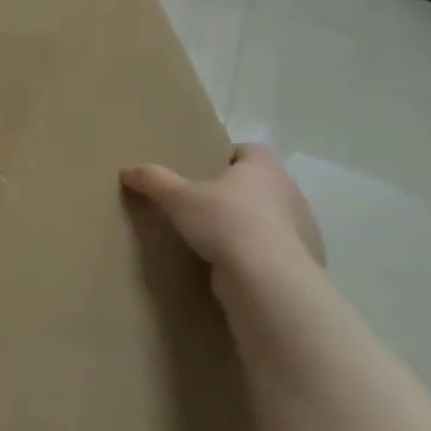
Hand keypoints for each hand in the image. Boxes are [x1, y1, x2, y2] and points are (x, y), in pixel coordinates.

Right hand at [121, 143, 324, 285]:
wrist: (267, 279)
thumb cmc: (225, 222)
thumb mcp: (177, 197)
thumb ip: (153, 180)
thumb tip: (127, 170)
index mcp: (264, 168)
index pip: (249, 150)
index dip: (228, 157)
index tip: (204, 171)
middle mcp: (289, 192)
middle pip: (260, 184)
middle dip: (235, 193)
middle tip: (202, 204)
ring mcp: (302, 229)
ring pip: (270, 217)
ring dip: (248, 224)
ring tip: (216, 237)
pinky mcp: (303, 261)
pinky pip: (275, 249)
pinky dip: (257, 253)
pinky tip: (233, 264)